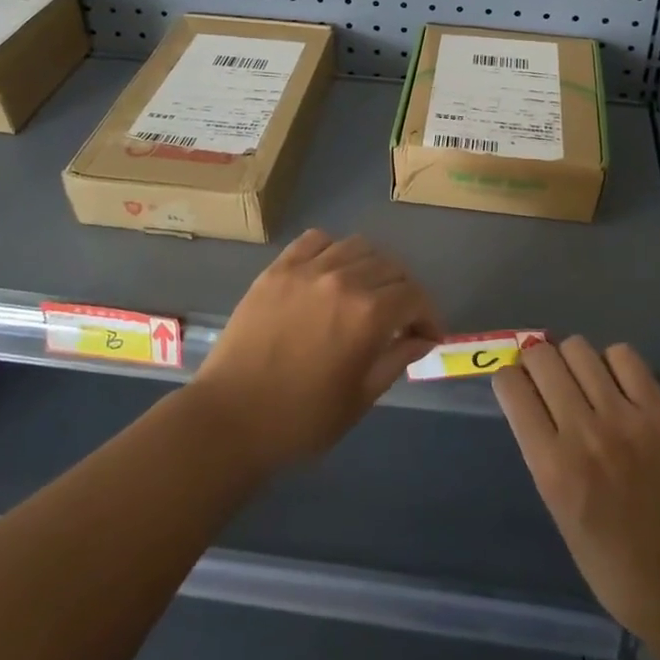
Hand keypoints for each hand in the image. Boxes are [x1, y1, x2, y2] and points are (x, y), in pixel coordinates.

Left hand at [192, 230, 442, 472]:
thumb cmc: (301, 420)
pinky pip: (315, 240)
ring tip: (366, 291)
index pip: (414, 295)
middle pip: (391, 266)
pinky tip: (329, 273)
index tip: (427, 335)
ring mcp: (307, 269)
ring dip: (372, 267)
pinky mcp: (278, 268)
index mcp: (368, 315)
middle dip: (404, 292)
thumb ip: (397, 359)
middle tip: (399, 318)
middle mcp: (343, 280)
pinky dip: (332, 250)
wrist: (230, 419)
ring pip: (357, 246)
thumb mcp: (360, 398)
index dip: (428, 315)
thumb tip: (423, 338)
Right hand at [495, 336, 659, 646]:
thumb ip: (544, 454)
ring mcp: (625, 418)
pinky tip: (615, 384)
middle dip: (535, 361)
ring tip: (582, 379)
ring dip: (572, 359)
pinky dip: (612, 362)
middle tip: (545, 377)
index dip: (508, 380)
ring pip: (579, 348)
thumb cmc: (613, 567)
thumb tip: (535, 405)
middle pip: (542, 358)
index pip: (512, 388)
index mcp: (551, 467)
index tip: (516, 387)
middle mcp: (583, 433)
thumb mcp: (558, 512)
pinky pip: (624, 356)